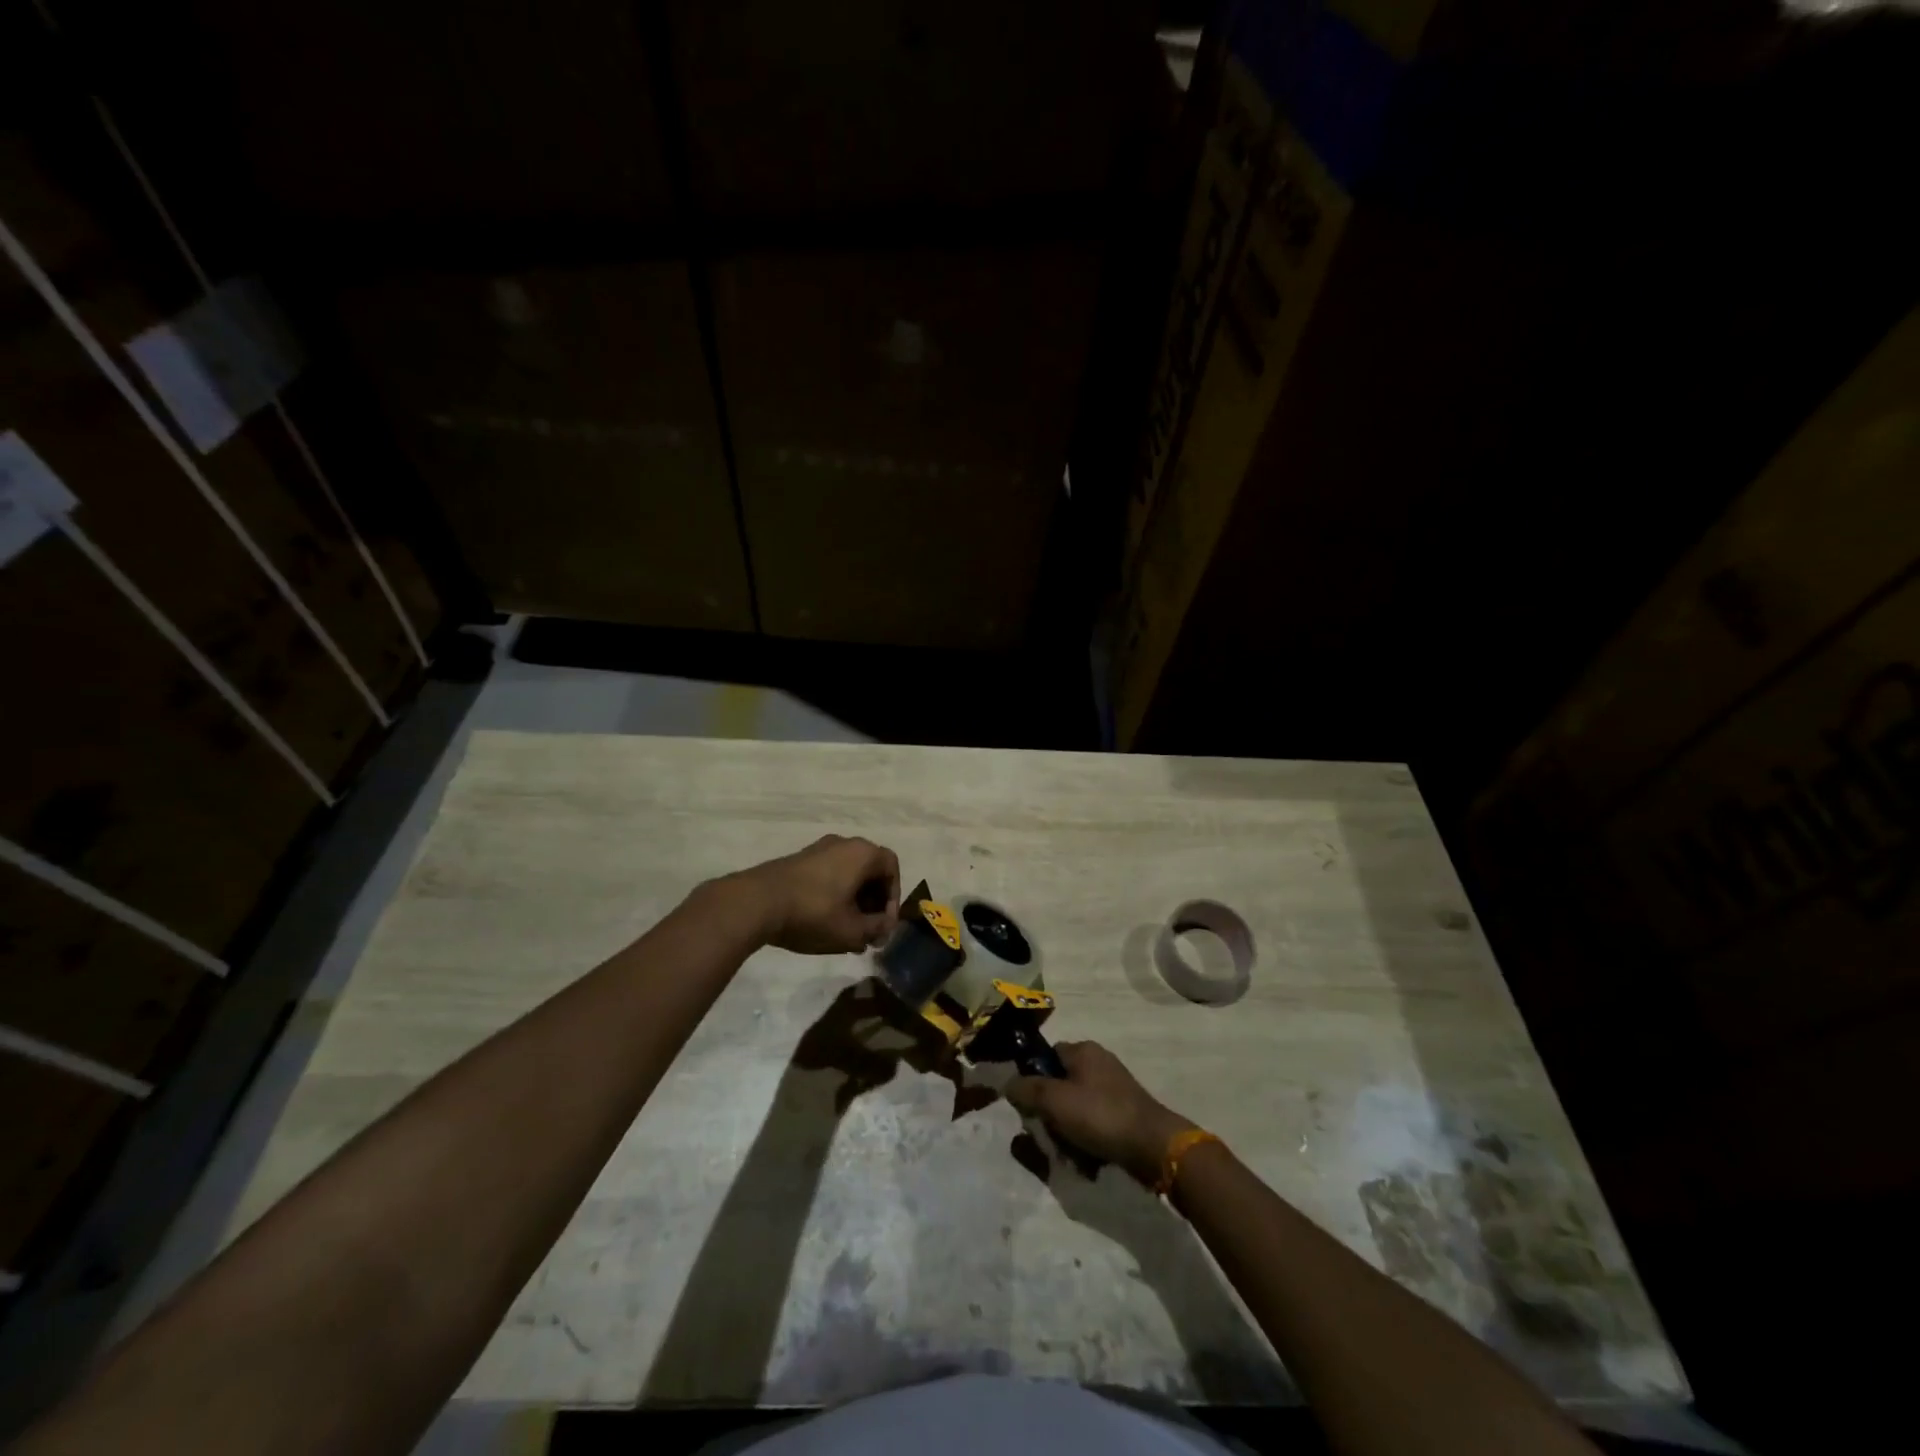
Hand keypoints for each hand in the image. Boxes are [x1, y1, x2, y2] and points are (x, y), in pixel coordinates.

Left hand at [728, 834, 899, 954]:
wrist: (756, 902)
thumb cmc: (813, 913)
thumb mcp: (851, 931)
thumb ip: (876, 928)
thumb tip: (885, 926)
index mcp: (862, 853)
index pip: (892, 868)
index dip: (893, 897)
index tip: (884, 924)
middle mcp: (843, 843)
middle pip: (870, 871)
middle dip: (873, 903)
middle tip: (868, 931)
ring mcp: (818, 849)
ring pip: (848, 874)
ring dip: (853, 901)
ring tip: (846, 931)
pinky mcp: (798, 860)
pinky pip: (828, 875)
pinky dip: (834, 895)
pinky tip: (824, 922)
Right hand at [1004, 1041, 1193, 1186]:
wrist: (1153, 1146)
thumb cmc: (1099, 1115)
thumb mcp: (1054, 1100)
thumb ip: (1027, 1089)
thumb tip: (1009, 1083)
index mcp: (1083, 1050)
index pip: (1046, 1056)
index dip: (1033, 1079)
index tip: (1028, 1105)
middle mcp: (1099, 1063)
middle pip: (1060, 1085)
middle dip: (1051, 1113)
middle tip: (1048, 1134)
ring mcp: (1115, 1088)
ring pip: (1076, 1108)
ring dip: (1067, 1131)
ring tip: (1068, 1153)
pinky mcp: (1125, 1113)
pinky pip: (1095, 1124)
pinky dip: (1087, 1140)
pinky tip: (1087, 1160)